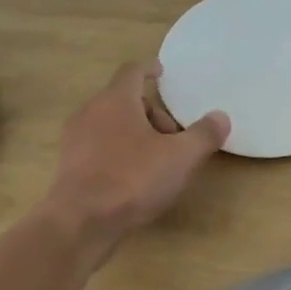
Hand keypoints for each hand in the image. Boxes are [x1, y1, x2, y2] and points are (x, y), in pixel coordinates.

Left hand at [44, 60, 228, 238]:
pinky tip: (134, 178)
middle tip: (174, 138)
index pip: (132, 72)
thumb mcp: (181, 157)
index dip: (149, 69)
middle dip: (152, 113)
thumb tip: (220, 117)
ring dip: (136, 134)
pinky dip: (119, 151)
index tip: (161, 71)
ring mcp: (76, 138)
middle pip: (124, 101)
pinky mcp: (70, 164)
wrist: (83, 220)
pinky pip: (99, 146)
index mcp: (116, 101)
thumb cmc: (134, 179)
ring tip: (157, 161)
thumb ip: (204, 135)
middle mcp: (91, 111)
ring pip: (111, 124)